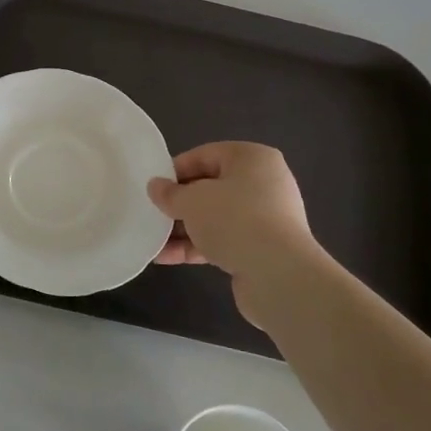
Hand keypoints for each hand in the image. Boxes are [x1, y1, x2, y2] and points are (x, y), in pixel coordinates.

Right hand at [148, 144, 326, 331]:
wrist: (278, 275)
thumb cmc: (234, 220)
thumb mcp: (191, 201)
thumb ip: (169, 193)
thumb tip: (155, 186)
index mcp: (252, 158)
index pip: (204, 155)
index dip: (175, 171)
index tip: (153, 188)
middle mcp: (263, 183)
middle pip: (209, 188)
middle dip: (178, 204)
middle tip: (152, 214)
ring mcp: (265, 218)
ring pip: (214, 217)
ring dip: (183, 229)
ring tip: (153, 241)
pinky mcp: (262, 248)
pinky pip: (223, 240)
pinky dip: (196, 246)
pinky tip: (166, 258)